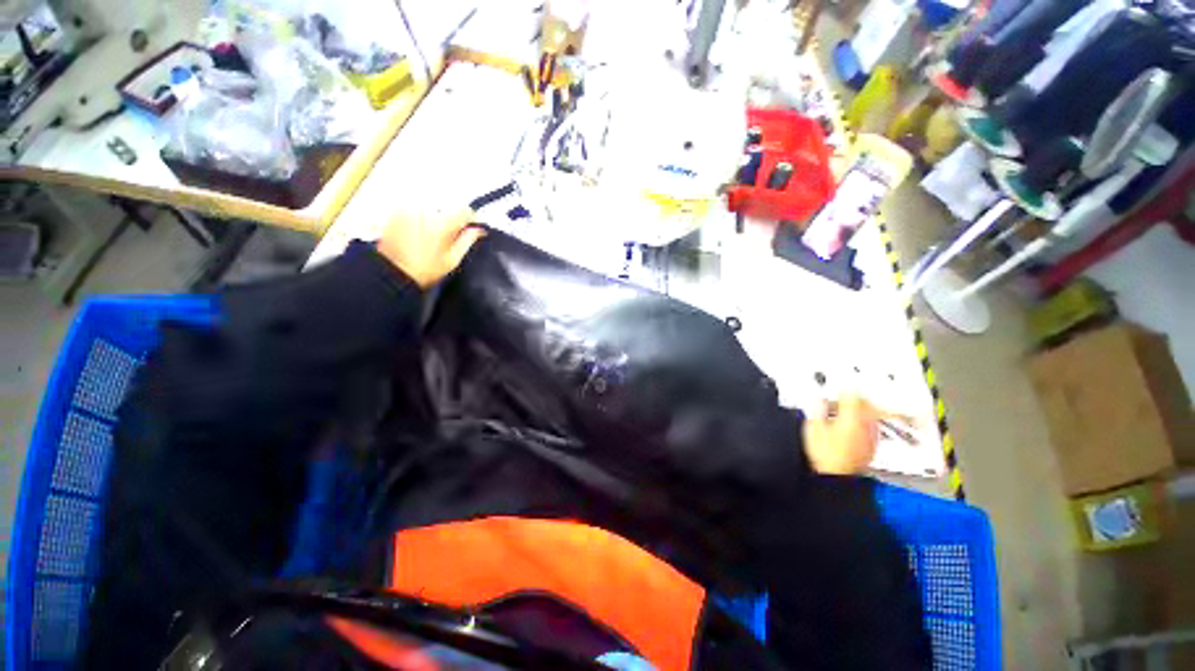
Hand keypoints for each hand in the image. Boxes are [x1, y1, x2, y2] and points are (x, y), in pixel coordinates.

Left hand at [376, 206, 484, 288]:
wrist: (394, 272)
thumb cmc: (424, 270)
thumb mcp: (452, 259)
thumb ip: (468, 240)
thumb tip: (479, 230)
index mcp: (442, 224)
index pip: (464, 210)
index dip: (471, 217)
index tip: (472, 225)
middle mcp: (425, 212)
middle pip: (447, 208)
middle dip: (451, 220)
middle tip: (449, 237)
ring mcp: (409, 210)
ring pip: (432, 208)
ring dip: (436, 218)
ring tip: (432, 237)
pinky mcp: (398, 211)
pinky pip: (417, 209)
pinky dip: (421, 218)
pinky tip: (419, 233)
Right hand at [802, 395, 879, 474]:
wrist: (836, 476)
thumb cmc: (825, 454)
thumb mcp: (813, 427)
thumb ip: (818, 410)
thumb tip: (820, 400)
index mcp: (852, 417)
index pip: (853, 395)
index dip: (845, 387)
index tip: (841, 385)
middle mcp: (866, 425)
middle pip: (866, 404)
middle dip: (855, 398)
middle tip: (845, 395)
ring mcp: (871, 437)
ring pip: (870, 416)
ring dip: (861, 410)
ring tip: (848, 410)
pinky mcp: (872, 447)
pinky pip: (871, 428)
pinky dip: (864, 423)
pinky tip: (855, 426)